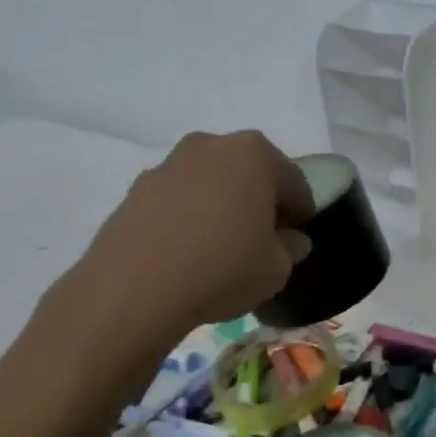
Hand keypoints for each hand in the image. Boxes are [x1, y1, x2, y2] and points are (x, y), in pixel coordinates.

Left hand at [41, 131, 312, 388]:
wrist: (134, 290)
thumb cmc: (223, 269)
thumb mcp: (277, 268)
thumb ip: (291, 248)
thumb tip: (289, 240)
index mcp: (254, 154)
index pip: (293, 181)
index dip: (301, 212)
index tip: (298, 237)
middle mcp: (211, 146)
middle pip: (248, 172)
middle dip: (259, 200)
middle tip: (261, 238)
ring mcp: (169, 165)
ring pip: (210, 183)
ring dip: (220, 205)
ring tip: (219, 247)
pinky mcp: (135, 190)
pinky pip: (177, 200)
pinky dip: (187, 217)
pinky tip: (186, 253)